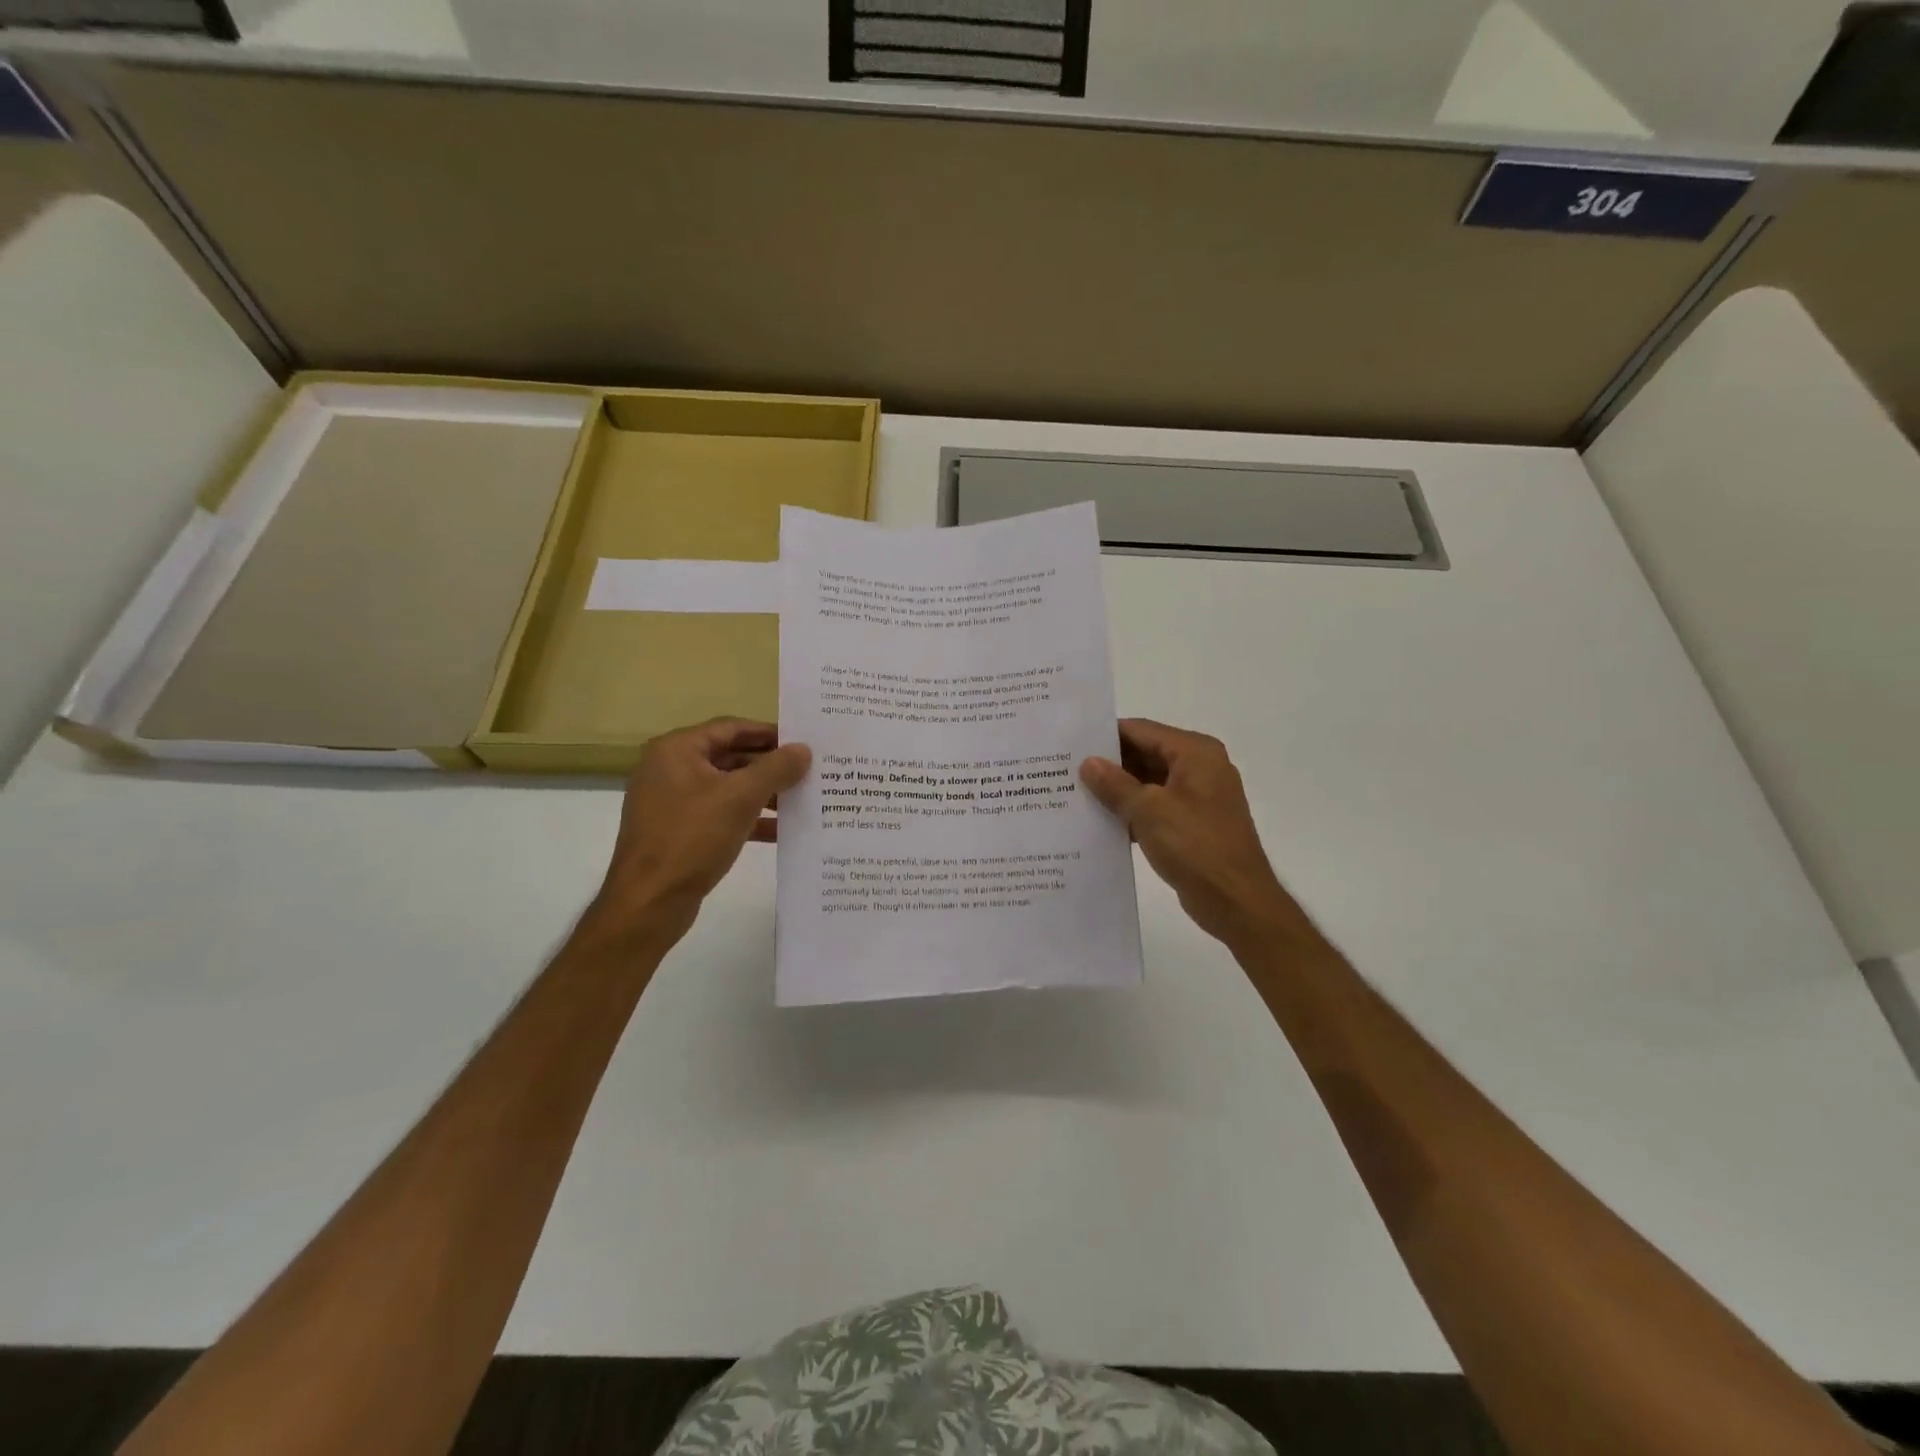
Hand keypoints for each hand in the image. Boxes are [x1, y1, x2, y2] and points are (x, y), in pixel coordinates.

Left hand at [585, 718, 810, 946]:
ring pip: (728, 788)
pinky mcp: (679, 831)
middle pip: (731, 756)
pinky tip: (780, 830)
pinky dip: (748, 818)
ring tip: (802, 800)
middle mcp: (671, 769)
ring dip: (764, 793)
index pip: (731, 728)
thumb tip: (803, 749)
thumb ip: (776, 768)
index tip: (804, 740)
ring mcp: (673, 802)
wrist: (649, 902)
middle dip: (770, 766)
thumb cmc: (692, 838)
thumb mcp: (740, 797)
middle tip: (809, 770)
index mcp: (677, 750)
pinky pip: (720, 814)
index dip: (769, 733)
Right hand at [1080, 719, 1312, 948]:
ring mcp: (1198, 798)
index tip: (1072, 742)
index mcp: (1195, 753)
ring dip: (1118, 790)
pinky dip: (1132, 812)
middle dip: (1110, 763)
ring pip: (1149, 783)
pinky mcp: (1192, 825)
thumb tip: (1089, 763)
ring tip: (1075, 793)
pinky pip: (1155, 808)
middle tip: (1067, 769)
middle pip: (1146, 754)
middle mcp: (1200, 768)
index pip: (1142, 730)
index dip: (1106, 735)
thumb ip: (1115, 783)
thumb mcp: (1148, 810)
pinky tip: (1100, 821)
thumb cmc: (1195, 845)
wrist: (1236, 901)